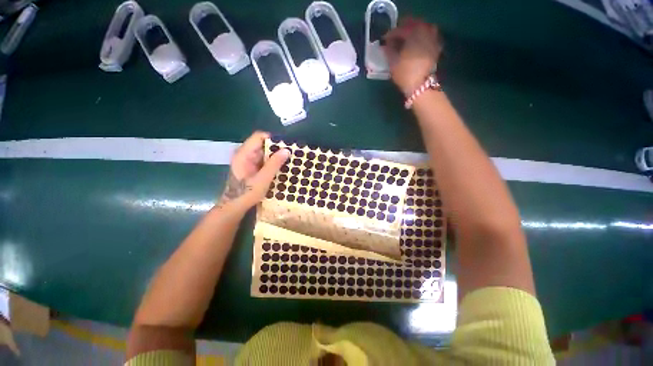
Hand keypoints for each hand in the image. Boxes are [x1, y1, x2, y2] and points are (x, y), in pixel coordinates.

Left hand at [218, 131, 289, 213]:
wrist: (235, 207)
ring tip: (289, 160)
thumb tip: (287, 150)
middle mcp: (245, 154)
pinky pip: (263, 160)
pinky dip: (272, 162)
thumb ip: (274, 164)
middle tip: (290, 154)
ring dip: (275, 156)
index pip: (259, 137)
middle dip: (277, 148)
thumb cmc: (247, 193)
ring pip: (264, 152)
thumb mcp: (263, 179)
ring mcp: (248, 161)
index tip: (286, 146)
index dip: (273, 139)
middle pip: (262, 144)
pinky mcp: (251, 167)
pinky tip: (281, 167)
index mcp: (244, 154)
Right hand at [382, 17, 442, 95]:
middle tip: (395, 38)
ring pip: (423, 29)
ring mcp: (433, 38)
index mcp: (413, 33)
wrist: (421, 86)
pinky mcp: (436, 47)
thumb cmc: (405, 73)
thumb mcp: (392, 62)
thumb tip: (386, 45)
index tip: (384, 40)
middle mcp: (425, 31)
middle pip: (413, 25)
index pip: (400, 30)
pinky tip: (417, 45)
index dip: (391, 34)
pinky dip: (422, 38)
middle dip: (404, 30)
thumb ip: (388, 50)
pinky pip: (430, 37)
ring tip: (406, 41)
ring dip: (414, 32)